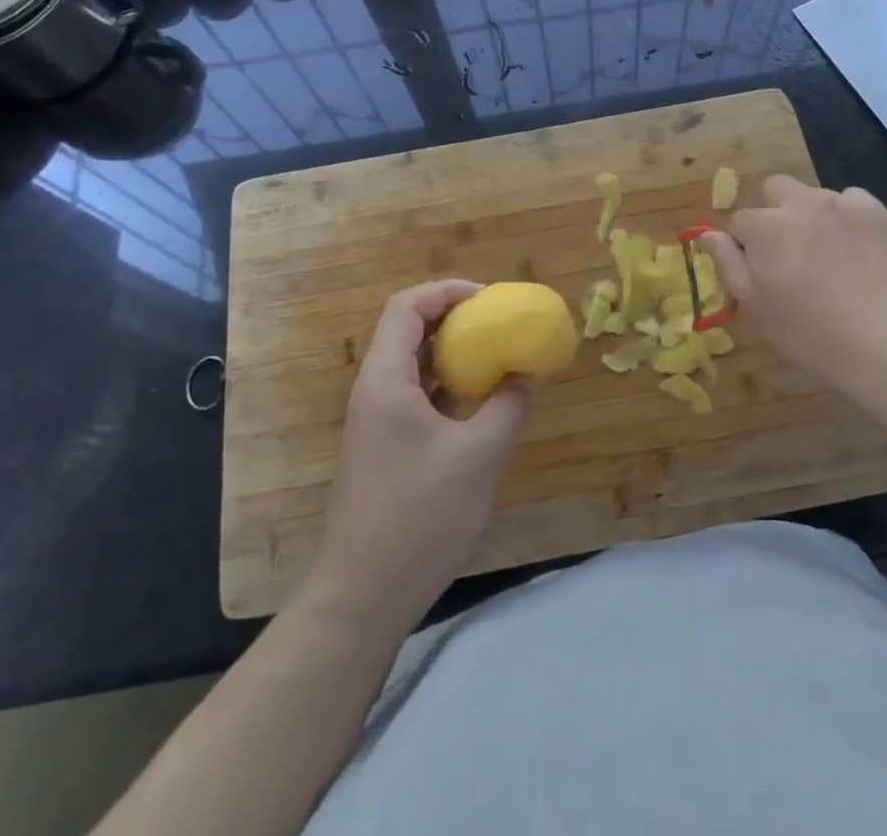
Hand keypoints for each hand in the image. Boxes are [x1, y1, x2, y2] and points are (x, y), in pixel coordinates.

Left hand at [308, 281, 529, 628]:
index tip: (489, 299)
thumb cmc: (420, 516)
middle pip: (407, 330)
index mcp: (386, 379)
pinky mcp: (382, 447)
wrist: (363, 595)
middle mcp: (374, 391)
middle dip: (453, 319)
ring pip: (411, 365)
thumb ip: (507, 407)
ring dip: (450, 354)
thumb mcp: (479, 457)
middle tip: (497, 325)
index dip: (447, 291)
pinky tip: (476, 404)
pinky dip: (444, 386)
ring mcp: (374, 421)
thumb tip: (524, 375)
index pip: (407, 307)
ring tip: (493, 357)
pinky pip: (413, 395)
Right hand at [700, 177, 886, 395]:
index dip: (745, 247)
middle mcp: (800, 203)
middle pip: (775, 190)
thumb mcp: (755, 307)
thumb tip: (708, 235)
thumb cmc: (810, 333)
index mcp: (764, 226)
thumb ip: (728, 264)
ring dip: (811, 215)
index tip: (761, 273)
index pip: (740, 222)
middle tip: (789, 253)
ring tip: (828, 255)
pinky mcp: (877, 212)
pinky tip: (856, 248)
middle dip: (774, 213)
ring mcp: (842, 203)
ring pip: (814, 195)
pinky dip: (847, 217)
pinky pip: (852, 201)